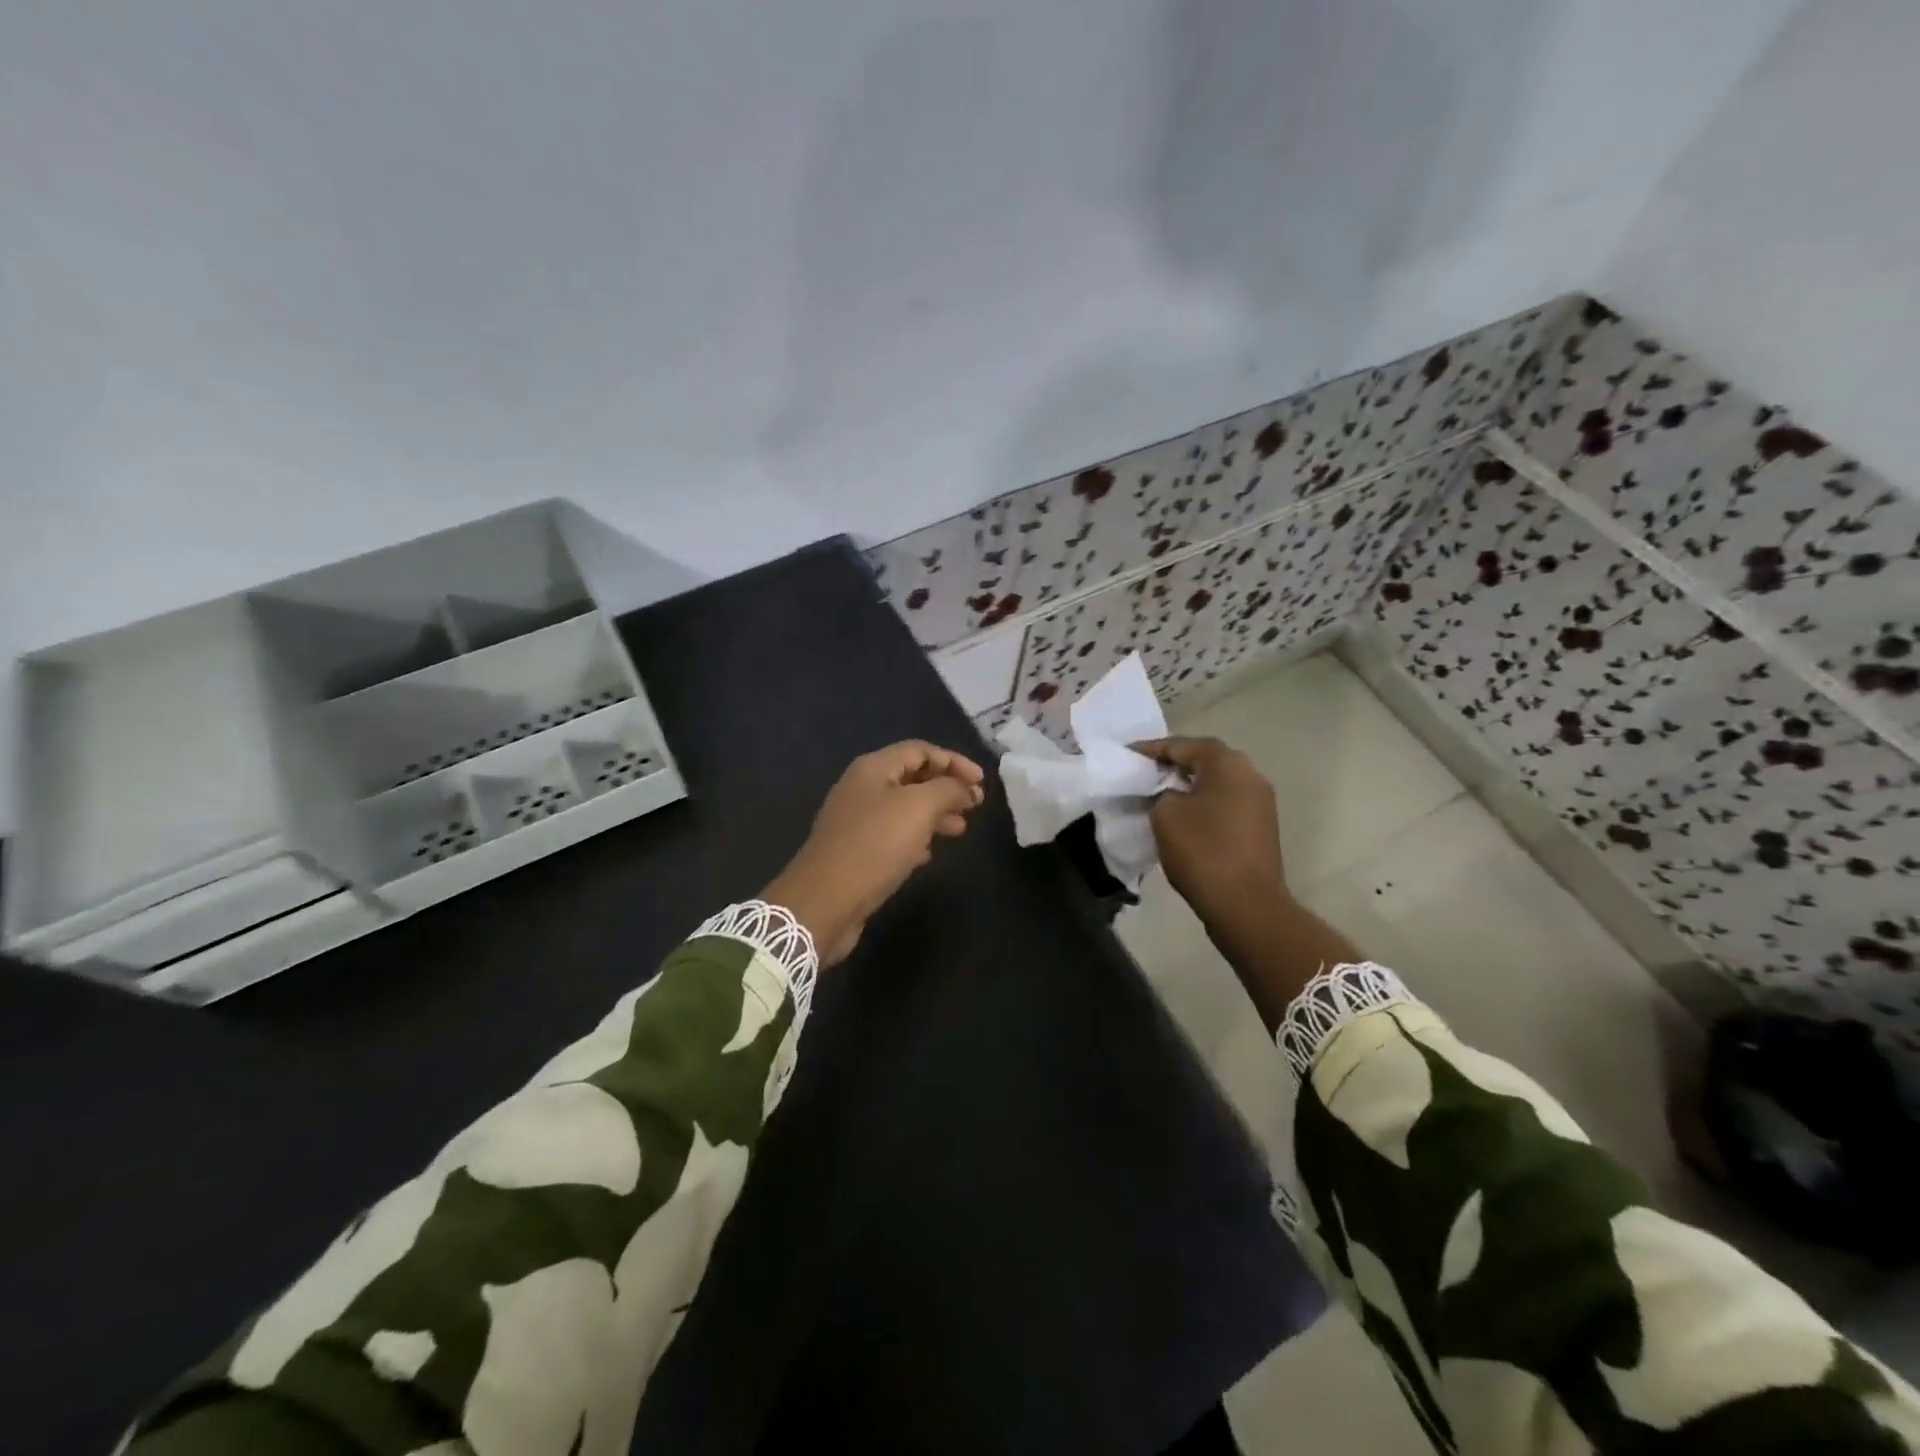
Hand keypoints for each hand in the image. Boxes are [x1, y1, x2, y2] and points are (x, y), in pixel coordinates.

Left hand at [764, 741, 986, 965]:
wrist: (825, 901)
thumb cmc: (874, 845)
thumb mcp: (918, 808)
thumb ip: (947, 789)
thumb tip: (964, 788)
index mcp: (873, 768)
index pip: (920, 751)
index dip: (954, 761)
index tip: (982, 782)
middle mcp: (862, 789)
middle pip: (912, 778)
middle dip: (946, 788)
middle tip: (975, 806)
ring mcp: (856, 822)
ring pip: (904, 808)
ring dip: (935, 814)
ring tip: (961, 830)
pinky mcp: (855, 852)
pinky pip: (893, 836)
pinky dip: (916, 838)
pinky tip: (929, 854)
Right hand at [1133, 735, 1359, 1029]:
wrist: (1247, 906)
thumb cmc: (1203, 852)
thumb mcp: (1165, 815)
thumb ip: (1160, 793)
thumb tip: (1168, 795)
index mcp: (1227, 763)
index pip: (1181, 745)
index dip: (1149, 750)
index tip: (1125, 755)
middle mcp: (1249, 774)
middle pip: (1203, 759)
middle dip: (1171, 764)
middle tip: (1141, 772)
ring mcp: (1259, 801)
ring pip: (1215, 782)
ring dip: (1186, 784)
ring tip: (1156, 793)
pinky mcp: (1260, 826)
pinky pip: (1224, 802)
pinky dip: (1201, 803)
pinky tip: (1180, 816)